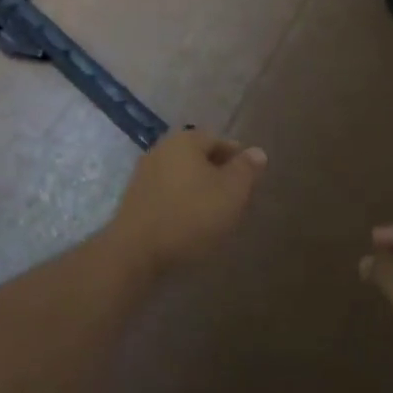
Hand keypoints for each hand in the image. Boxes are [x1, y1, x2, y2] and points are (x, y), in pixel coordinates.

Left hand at [104, 129, 266, 277]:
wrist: (136, 253)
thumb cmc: (190, 217)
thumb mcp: (231, 193)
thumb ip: (246, 170)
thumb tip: (257, 151)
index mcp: (186, 139)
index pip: (220, 141)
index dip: (238, 160)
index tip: (250, 184)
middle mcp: (163, 148)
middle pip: (199, 157)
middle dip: (218, 175)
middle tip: (235, 201)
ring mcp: (145, 172)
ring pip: (183, 176)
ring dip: (199, 191)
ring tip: (215, 217)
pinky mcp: (135, 198)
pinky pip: (168, 194)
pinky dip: (181, 204)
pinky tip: (189, 225)